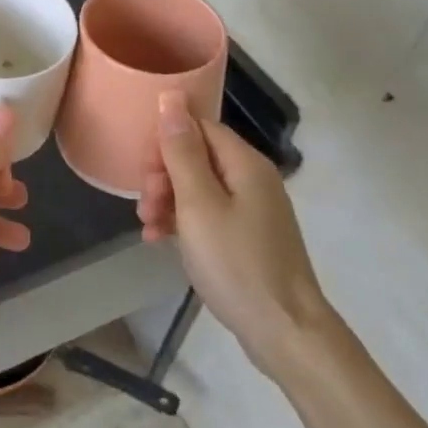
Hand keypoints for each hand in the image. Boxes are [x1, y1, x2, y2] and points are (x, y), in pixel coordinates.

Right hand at [136, 92, 330, 379]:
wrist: (284, 331)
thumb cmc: (236, 263)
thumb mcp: (198, 204)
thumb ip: (181, 150)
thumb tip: (171, 96)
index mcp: (245, 163)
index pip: (198, 127)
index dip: (165, 143)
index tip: (143, 172)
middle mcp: (252, 179)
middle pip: (197, 157)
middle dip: (163, 175)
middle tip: (145, 205)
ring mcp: (252, 210)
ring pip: (198, 187)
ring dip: (167, 200)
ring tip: (146, 226)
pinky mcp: (248, 237)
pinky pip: (208, 214)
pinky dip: (182, 221)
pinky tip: (159, 240)